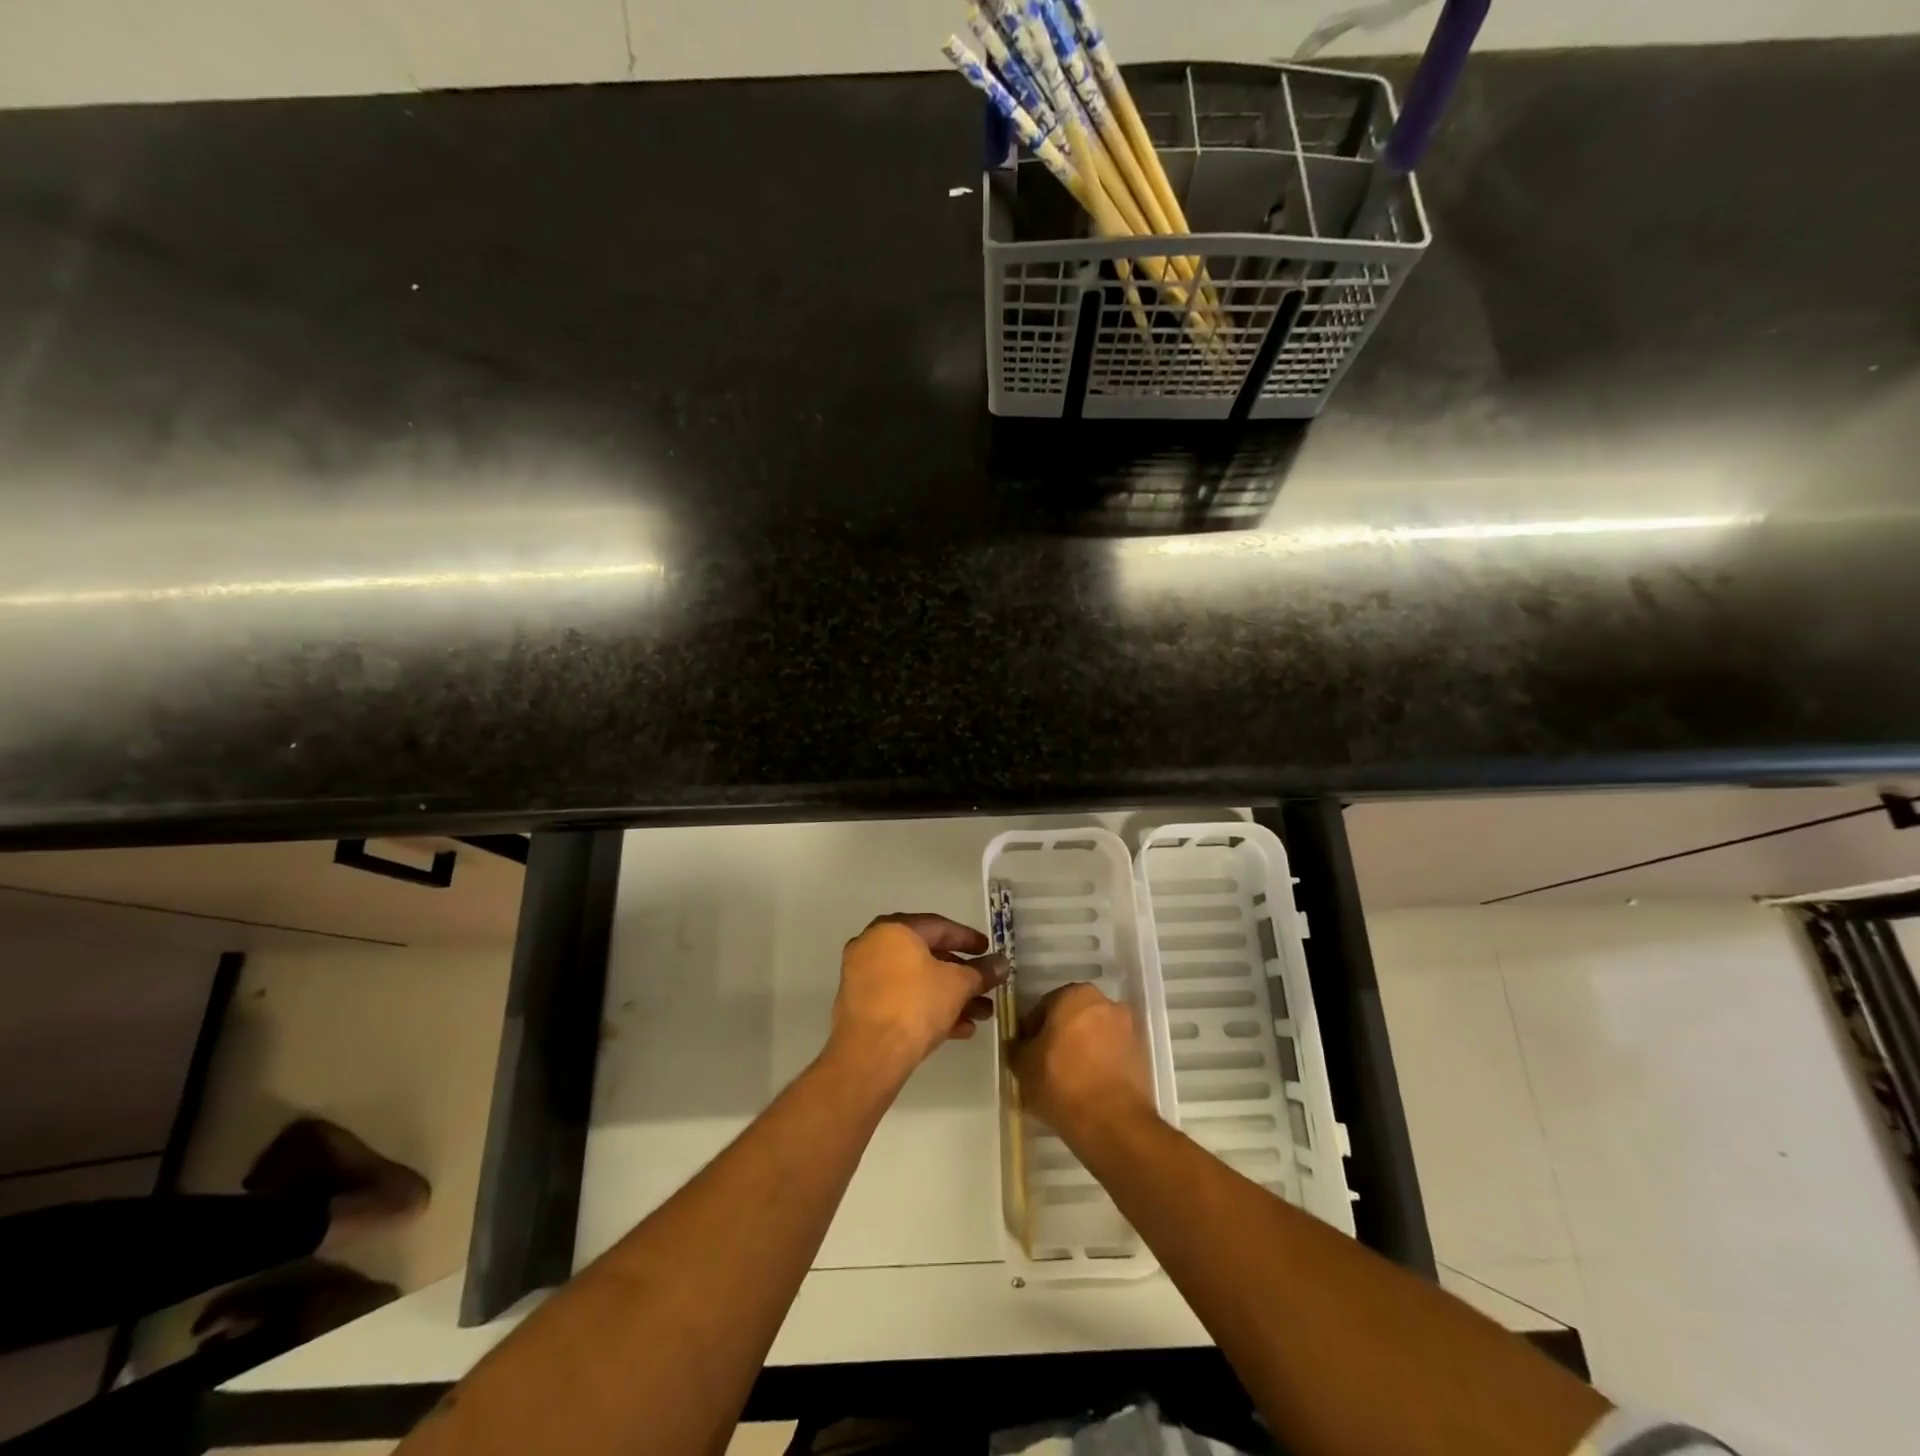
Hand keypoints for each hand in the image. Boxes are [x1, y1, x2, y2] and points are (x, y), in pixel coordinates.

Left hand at [830, 914, 1006, 1077]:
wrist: (870, 1055)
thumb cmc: (916, 1004)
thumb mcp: (958, 985)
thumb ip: (982, 972)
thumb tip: (1002, 963)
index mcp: (893, 930)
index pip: (938, 926)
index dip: (968, 939)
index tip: (989, 952)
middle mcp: (873, 946)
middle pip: (927, 956)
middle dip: (961, 975)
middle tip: (986, 985)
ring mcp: (864, 978)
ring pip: (915, 981)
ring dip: (949, 996)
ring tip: (981, 1014)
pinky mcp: (862, 1007)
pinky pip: (901, 1000)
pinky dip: (928, 1008)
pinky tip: (960, 1029)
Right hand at [1010, 983, 1155, 1143]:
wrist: (1112, 1123)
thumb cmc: (1061, 1081)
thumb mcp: (1023, 1064)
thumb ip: (1018, 1047)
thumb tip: (1019, 1045)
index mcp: (1076, 995)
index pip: (1044, 1007)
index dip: (1031, 1031)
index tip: (1025, 1053)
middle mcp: (1106, 1003)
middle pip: (1073, 1018)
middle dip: (1059, 1037)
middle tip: (1044, 1065)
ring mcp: (1128, 1029)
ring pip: (1094, 1036)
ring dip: (1081, 1050)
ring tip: (1066, 1081)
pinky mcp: (1142, 1057)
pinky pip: (1111, 1055)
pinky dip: (1099, 1065)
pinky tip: (1086, 1089)